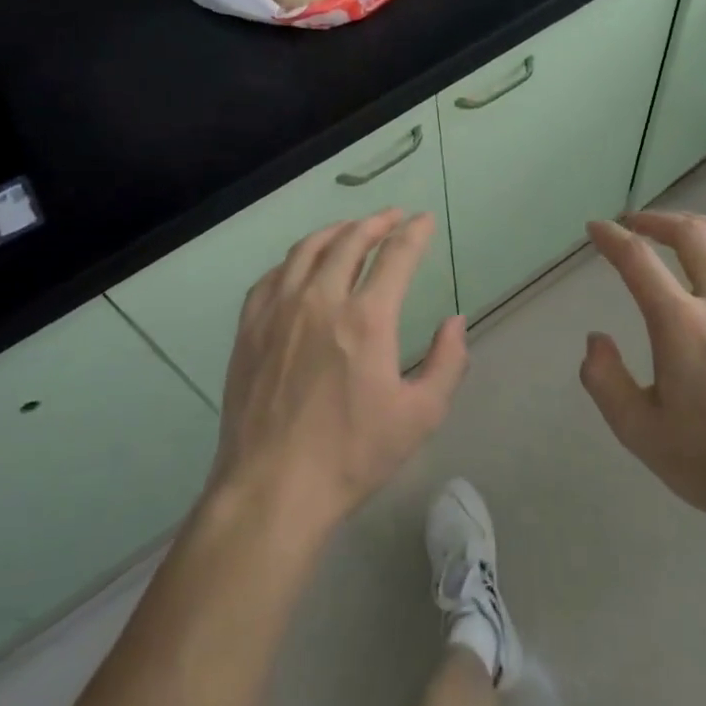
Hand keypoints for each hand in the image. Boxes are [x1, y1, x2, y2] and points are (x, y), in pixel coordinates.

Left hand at [210, 210, 468, 537]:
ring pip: (308, 249)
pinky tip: (301, 265)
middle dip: (376, 222)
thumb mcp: (419, 416)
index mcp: (366, 318)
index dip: (414, 232)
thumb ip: (447, 362)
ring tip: (351, 229)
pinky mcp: (250, 327)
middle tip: (391, 217)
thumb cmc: (351, 455)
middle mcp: (320, 299)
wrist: (272, 488)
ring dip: (335, 231)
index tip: (423, 220)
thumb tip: (455, 321)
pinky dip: (295, 259)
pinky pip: (273, 275)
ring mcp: (279, 310)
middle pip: (350, 240)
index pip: (396, 255)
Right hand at [579, 212, 705, 556]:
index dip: (611, 238)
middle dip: (656, 221)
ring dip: (701, 227)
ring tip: (682, 229)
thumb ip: (604, 380)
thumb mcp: (639, 433)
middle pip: (691, 235)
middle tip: (635, 225)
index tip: (595, 229)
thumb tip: (595, 339)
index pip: (638, 261)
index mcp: (682, 326)